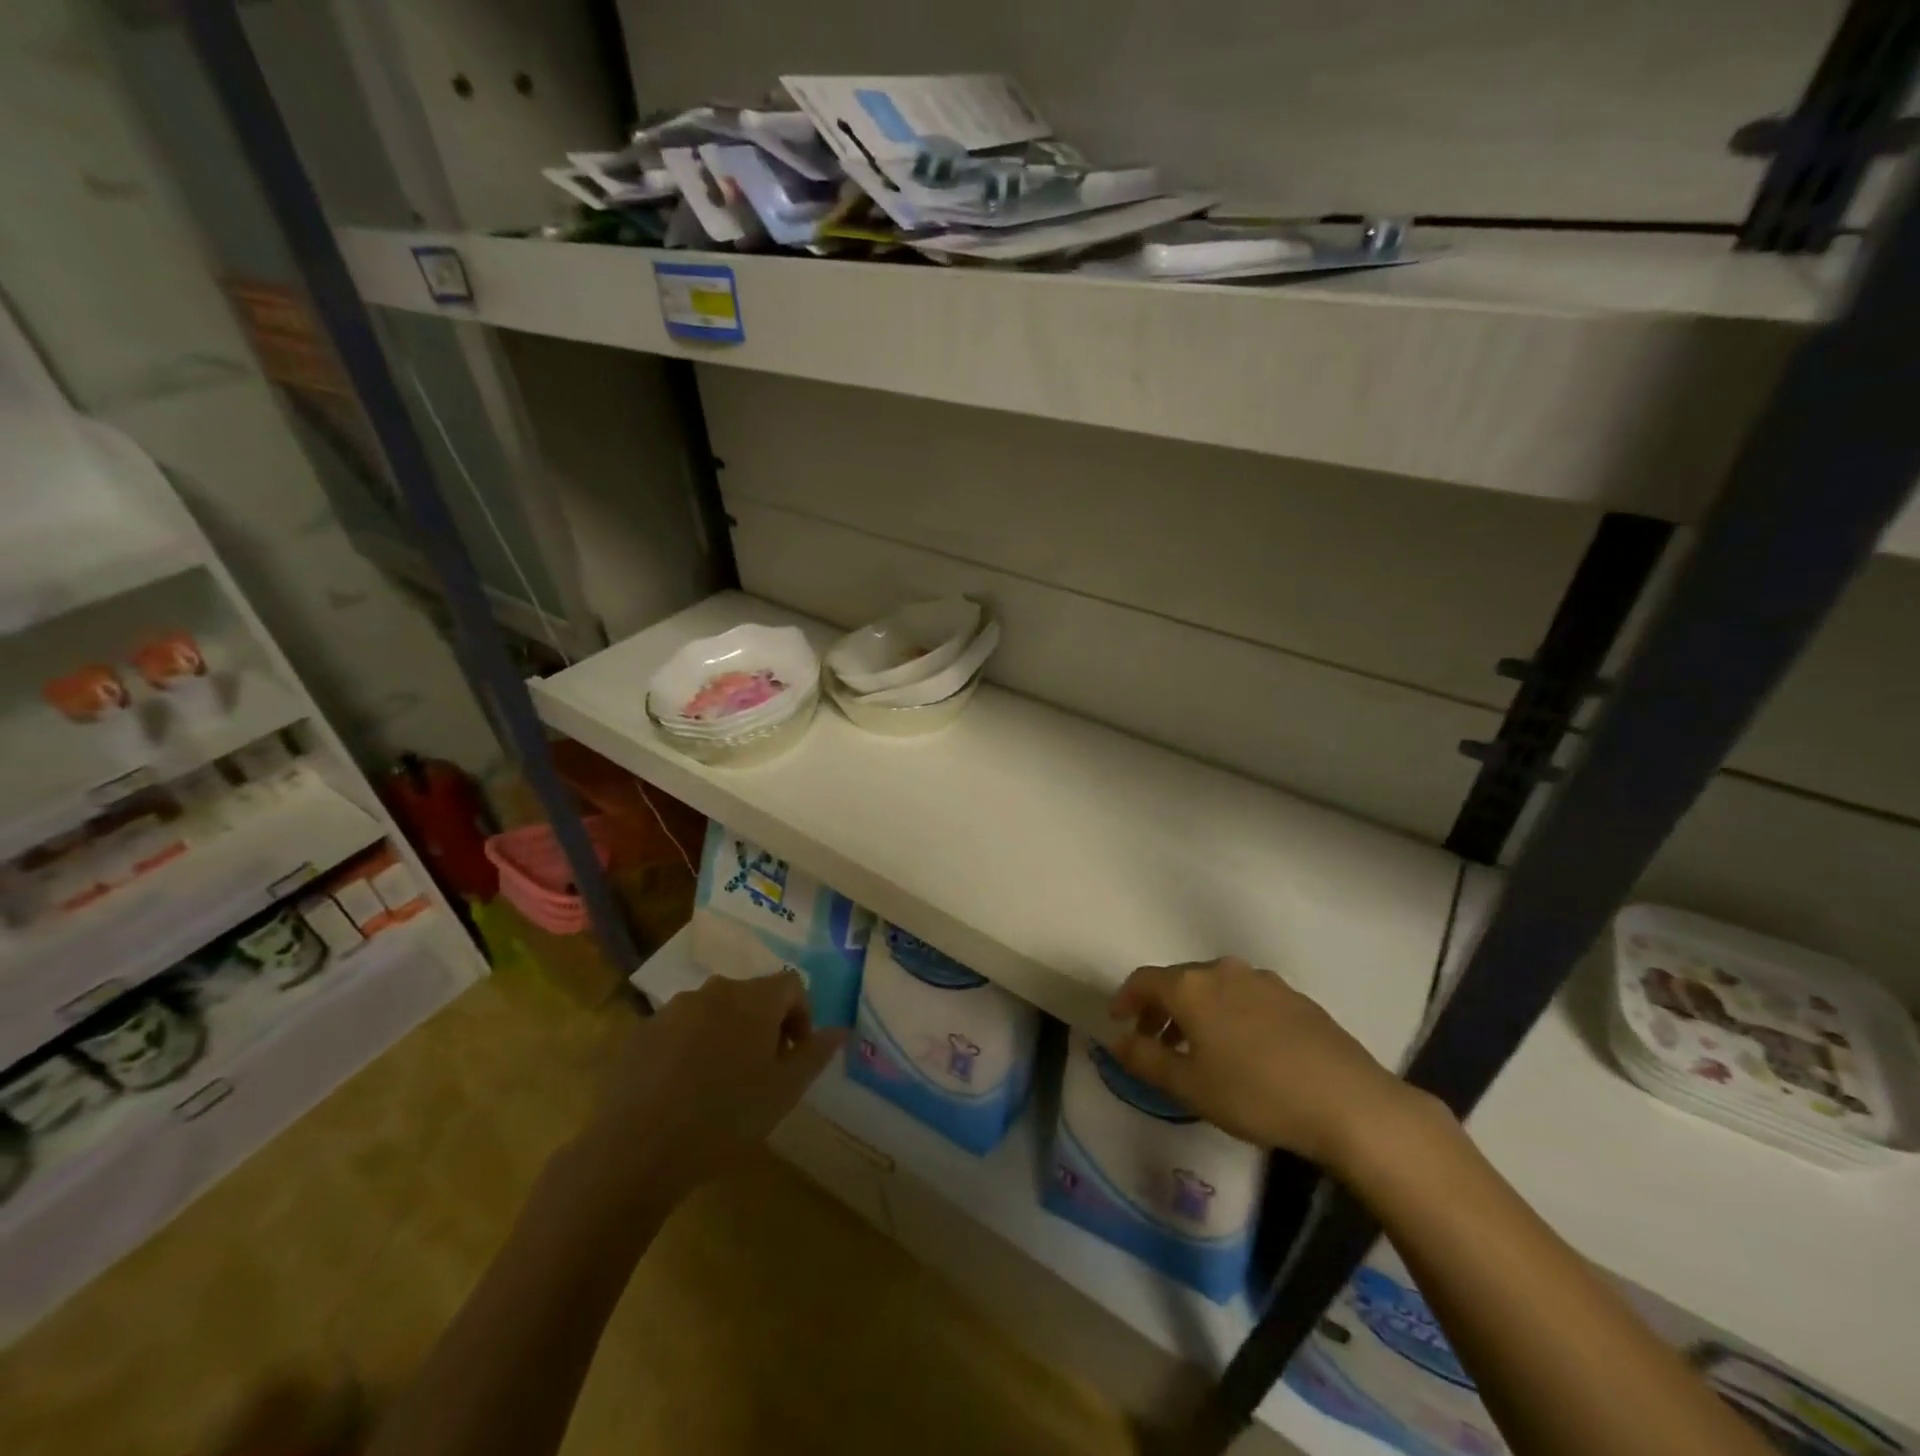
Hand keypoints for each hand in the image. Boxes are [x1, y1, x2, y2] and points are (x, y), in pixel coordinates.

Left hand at [573, 972, 843, 1206]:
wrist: (637, 1149)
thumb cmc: (725, 1117)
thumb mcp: (784, 1091)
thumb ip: (815, 1054)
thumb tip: (841, 1030)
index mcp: (753, 999)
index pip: (791, 984)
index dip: (801, 1015)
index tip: (794, 1055)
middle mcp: (715, 990)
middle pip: (752, 995)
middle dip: (764, 1025)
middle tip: (762, 1071)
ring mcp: (674, 1008)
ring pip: (715, 1010)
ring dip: (728, 1034)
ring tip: (721, 1082)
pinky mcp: (642, 1031)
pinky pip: (681, 1028)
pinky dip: (692, 1046)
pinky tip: (684, 1089)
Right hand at [1108, 956, 1423, 1167]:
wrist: (1348, 1102)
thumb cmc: (1256, 1093)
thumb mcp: (1189, 1085)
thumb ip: (1145, 1059)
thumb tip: (1115, 1041)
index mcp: (1192, 987)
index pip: (1144, 981)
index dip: (1125, 999)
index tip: (1118, 1022)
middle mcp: (1223, 971)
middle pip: (1179, 981)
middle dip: (1160, 1008)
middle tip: (1154, 1041)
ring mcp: (1262, 980)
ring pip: (1214, 988)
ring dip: (1195, 1012)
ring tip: (1197, 1049)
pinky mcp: (1294, 997)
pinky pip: (1245, 997)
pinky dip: (1228, 1014)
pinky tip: (1242, 1049)